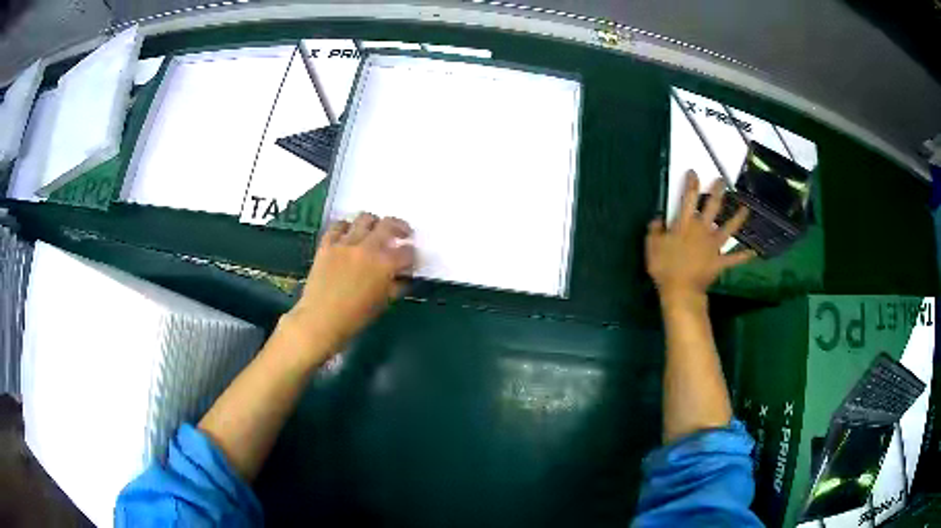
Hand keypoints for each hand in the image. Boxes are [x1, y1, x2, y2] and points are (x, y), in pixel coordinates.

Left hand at [284, 213, 414, 357]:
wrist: (321, 319)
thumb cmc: (355, 317)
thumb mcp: (383, 303)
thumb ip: (396, 285)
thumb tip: (402, 275)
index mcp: (385, 264)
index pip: (407, 251)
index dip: (412, 254)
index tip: (411, 257)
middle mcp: (368, 247)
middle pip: (389, 225)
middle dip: (400, 227)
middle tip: (402, 233)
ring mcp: (345, 243)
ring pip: (364, 219)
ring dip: (374, 222)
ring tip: (374, 229)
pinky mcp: (327, 244)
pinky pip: (338, 226)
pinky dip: (346, 227)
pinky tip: (348, 233)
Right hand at [645, 170, 754, 300]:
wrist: (680, 291)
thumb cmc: (664, 268)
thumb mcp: (652, 246)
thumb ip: (655, 230)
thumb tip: (658, 218)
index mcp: (685, 224)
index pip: (688, 198)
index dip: (692, 183)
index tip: (694, 172)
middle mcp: (702, 229)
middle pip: (712, 206)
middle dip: (717, 192)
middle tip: (722, 181)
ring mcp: (713, 245)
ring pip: (728, 228)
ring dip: (738, 217)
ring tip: (745, 208)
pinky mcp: (720, 261)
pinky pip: (734, 258)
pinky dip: (744, 256)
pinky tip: (754, 252)